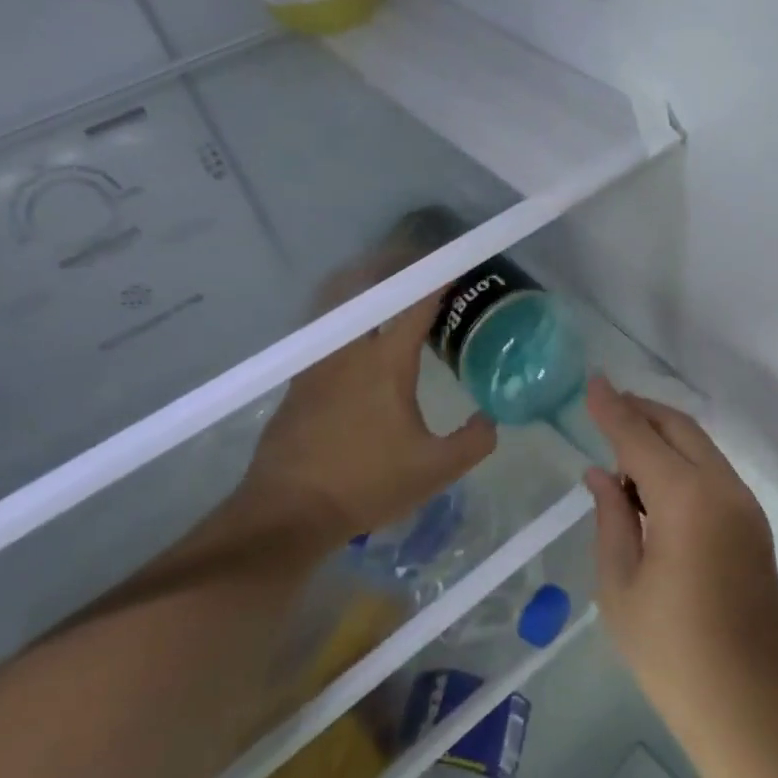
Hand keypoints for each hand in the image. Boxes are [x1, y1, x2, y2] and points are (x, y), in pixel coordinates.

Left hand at [245, 283, 495, 542]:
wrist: (287, 513)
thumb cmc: (366, 484)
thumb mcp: (435, 470)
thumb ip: (474, 441)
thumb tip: (490, 419)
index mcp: (386, 364)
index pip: (416, 305)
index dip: (438, 279)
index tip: (454, 263)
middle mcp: (349, 352)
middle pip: (363, 287)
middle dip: (389, 265)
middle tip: (414, 263)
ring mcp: (316, 364)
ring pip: (336, 305)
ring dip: (360, 287)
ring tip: (383, 288)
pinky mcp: (297, 383)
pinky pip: (323, 332)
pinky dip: (343, 318)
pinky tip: (355, 339)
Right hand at [582, 378, 777, 745]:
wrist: (752, 705)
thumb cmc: (672, 653)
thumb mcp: (621, 587)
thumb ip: (611, 518)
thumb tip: (600, 474)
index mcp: (686, 499)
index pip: (639, 437)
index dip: (613, 408)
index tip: (592, 382)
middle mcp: (722, 487)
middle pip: (679, 428)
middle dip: (642, 412)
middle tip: (607, 408)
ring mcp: (745, 505)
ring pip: (701, 447)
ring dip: (664, 436)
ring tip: (623, 449)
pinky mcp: (754, 525)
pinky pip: (713, 472)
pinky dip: (683, 462)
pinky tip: (656, 485)